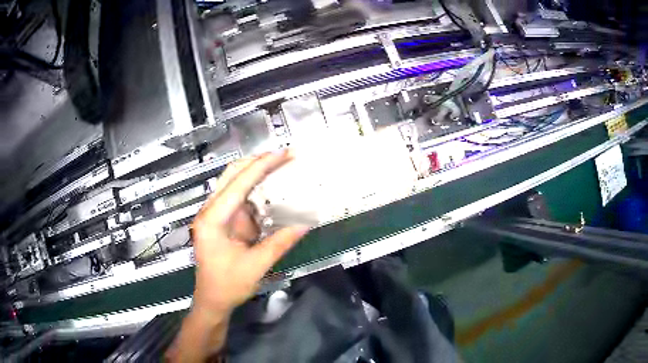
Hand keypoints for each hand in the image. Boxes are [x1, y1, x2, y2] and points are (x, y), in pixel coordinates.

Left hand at [190, 150, 308, 320]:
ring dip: (255, 173)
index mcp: (213, 219)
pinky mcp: (221, 221)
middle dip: (257, 162)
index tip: (284, 154)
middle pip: (231, 174)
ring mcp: (214, 215)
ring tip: (280, 166)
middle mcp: (210, 211)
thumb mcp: (256, 266)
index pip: (238, 183)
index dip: (262, 166)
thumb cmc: (228, 286)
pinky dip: (254, 190)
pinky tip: (270, 189)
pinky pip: (238, 198)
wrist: (212, 301)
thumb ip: (280, 243)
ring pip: (233, 183)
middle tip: (284, 156)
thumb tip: (306, 223)